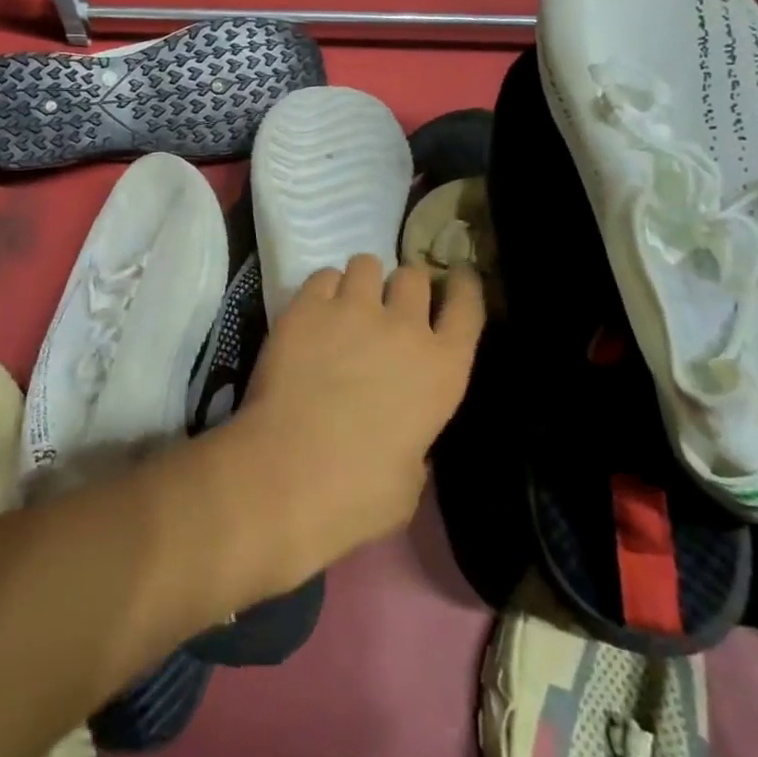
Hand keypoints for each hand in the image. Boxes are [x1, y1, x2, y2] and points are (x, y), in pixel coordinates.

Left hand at [231, 256, 484, 568]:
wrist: (288, 473)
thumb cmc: (359, 492)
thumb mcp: (411, 475)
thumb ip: (414, 436)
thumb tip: (400, 429)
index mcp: (444, 369)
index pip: (468, 306)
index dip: (464, 286)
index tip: (457, 277)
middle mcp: (404, 327)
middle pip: (415, 276)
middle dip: (405, 287)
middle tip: (388, 307)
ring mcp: (353, 310)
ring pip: (367, 264)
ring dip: (362, 281)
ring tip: (347, 304)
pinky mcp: (306, 307)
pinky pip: (322, 276)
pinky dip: (322, 289)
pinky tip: (314, 312)